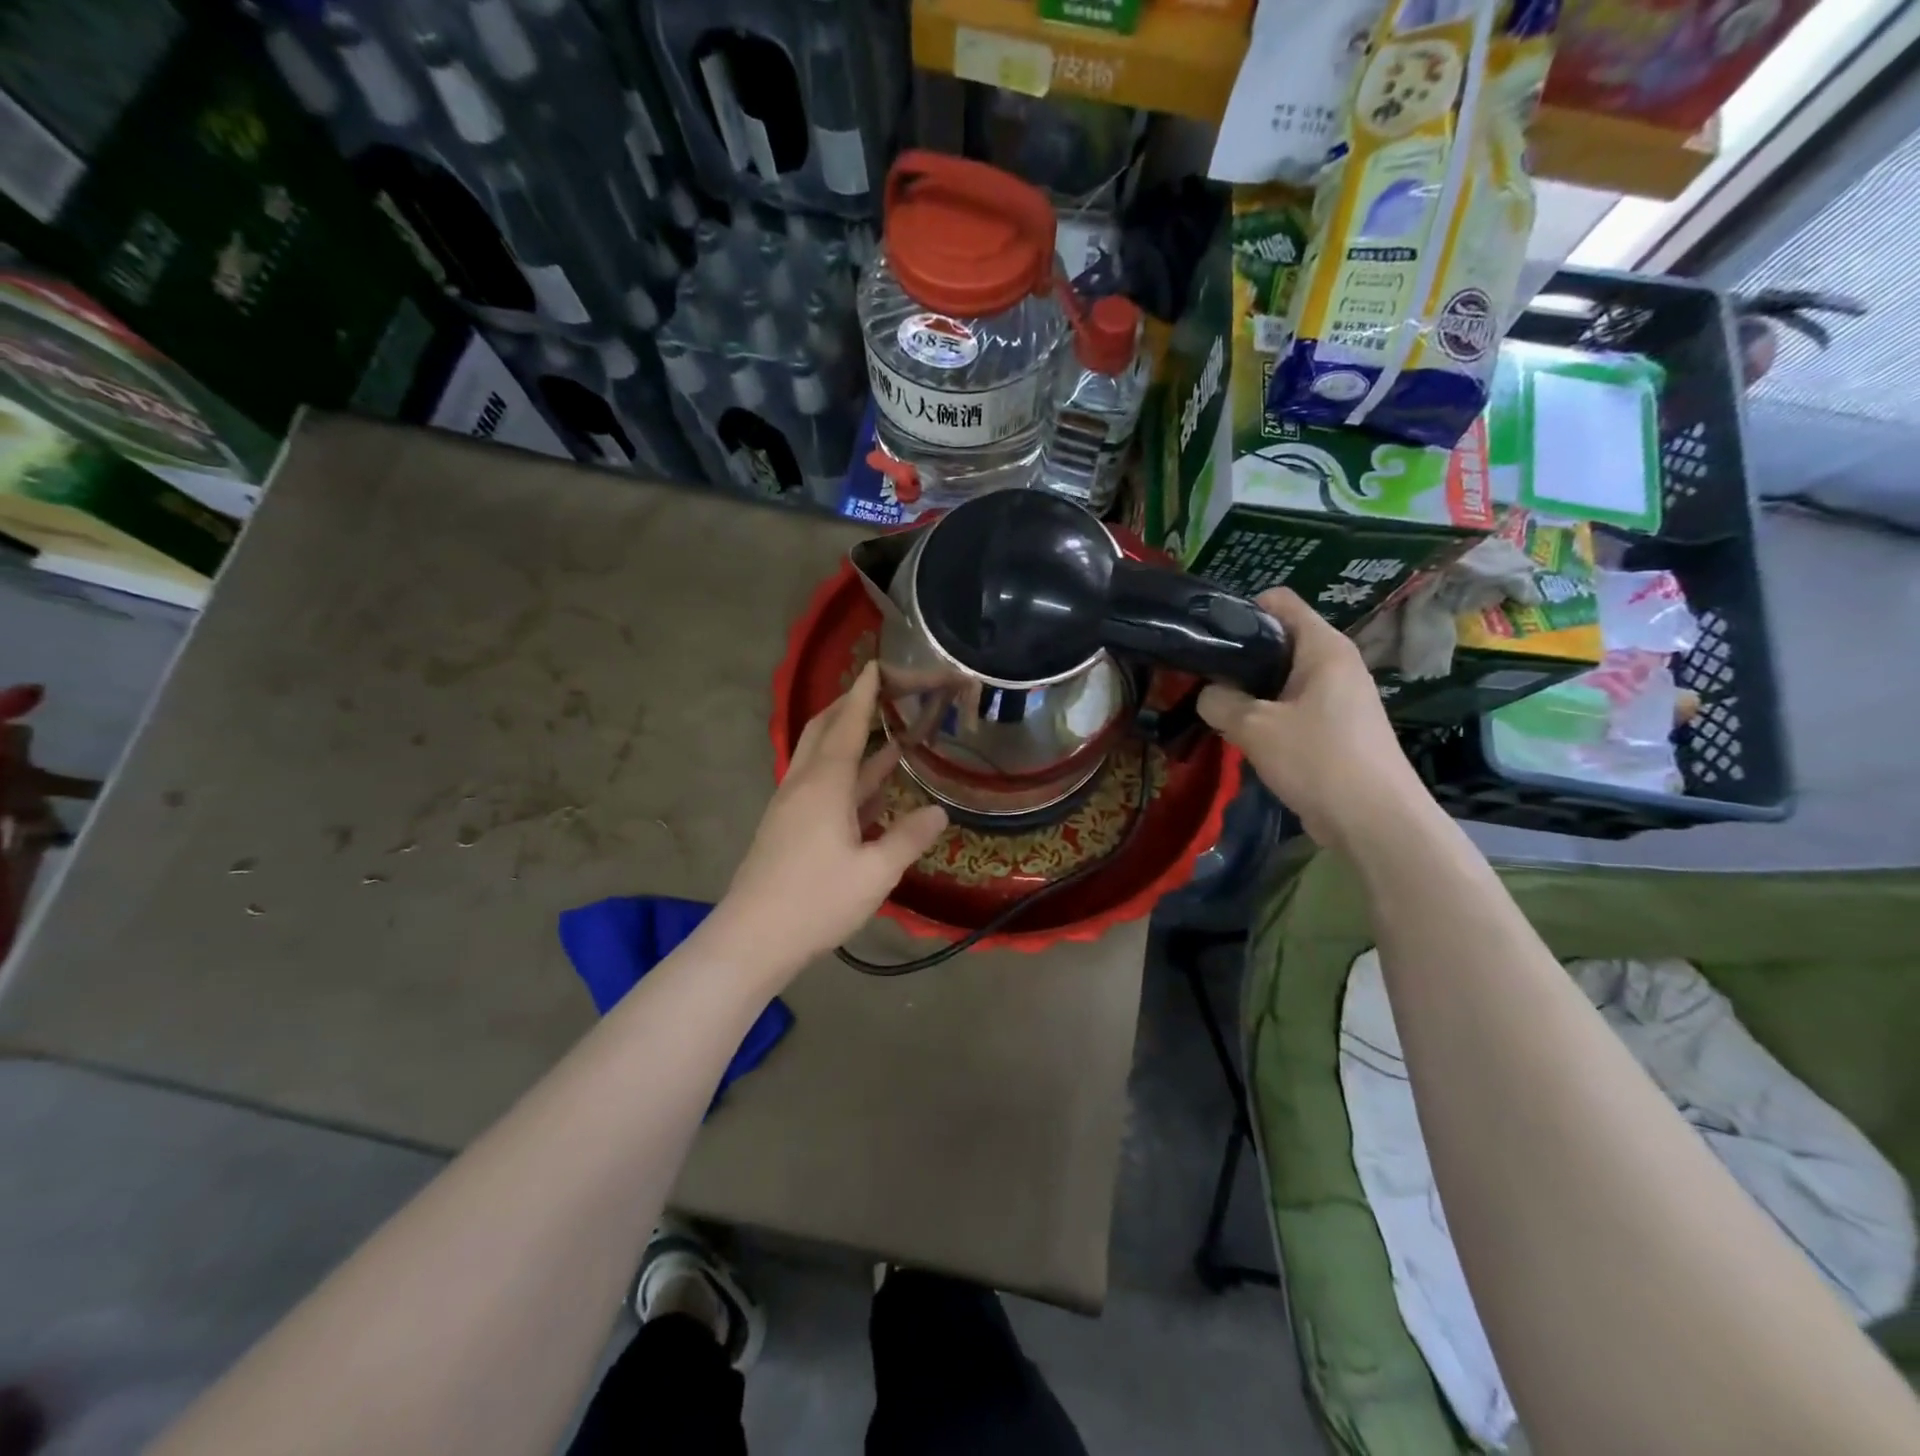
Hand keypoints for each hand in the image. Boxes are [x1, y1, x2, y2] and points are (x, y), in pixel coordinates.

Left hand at [718, 662, 948, 974]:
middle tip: (879, 692)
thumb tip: (939, 812)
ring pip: (821, 759)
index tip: (877, 666)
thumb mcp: (875, 872)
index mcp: (825, 784)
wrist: (752, 939)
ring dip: (850, 742)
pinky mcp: (787, 828)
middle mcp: (804, 784)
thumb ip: (909, 837)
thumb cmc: (816, 900)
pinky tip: (869, 791)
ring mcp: (792, 806)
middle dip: (850, 707)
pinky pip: (820, 786)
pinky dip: (846, 777)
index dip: (864, 695)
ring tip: (885, 734)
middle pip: (824, 731)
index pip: (848, 725)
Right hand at [1198, 588, 1429, 849]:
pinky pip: (1292, 706)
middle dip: (1240, 656)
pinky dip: (1267, 715)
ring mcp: (1339, 696)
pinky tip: (1244, 735)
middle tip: (1203, 677)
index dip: (1241, 609)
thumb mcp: (1254, 727)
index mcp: (1324, 647)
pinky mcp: (1336, 727)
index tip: (1209, 637)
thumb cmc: (1317, 760)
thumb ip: (1219, 702)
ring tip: (1217, 708)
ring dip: (1250, 691)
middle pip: (1278, 640)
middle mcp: (1335, 663)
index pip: (1280, 601)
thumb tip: (1206, 694)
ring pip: (1282, 678)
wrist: (1374, 822)